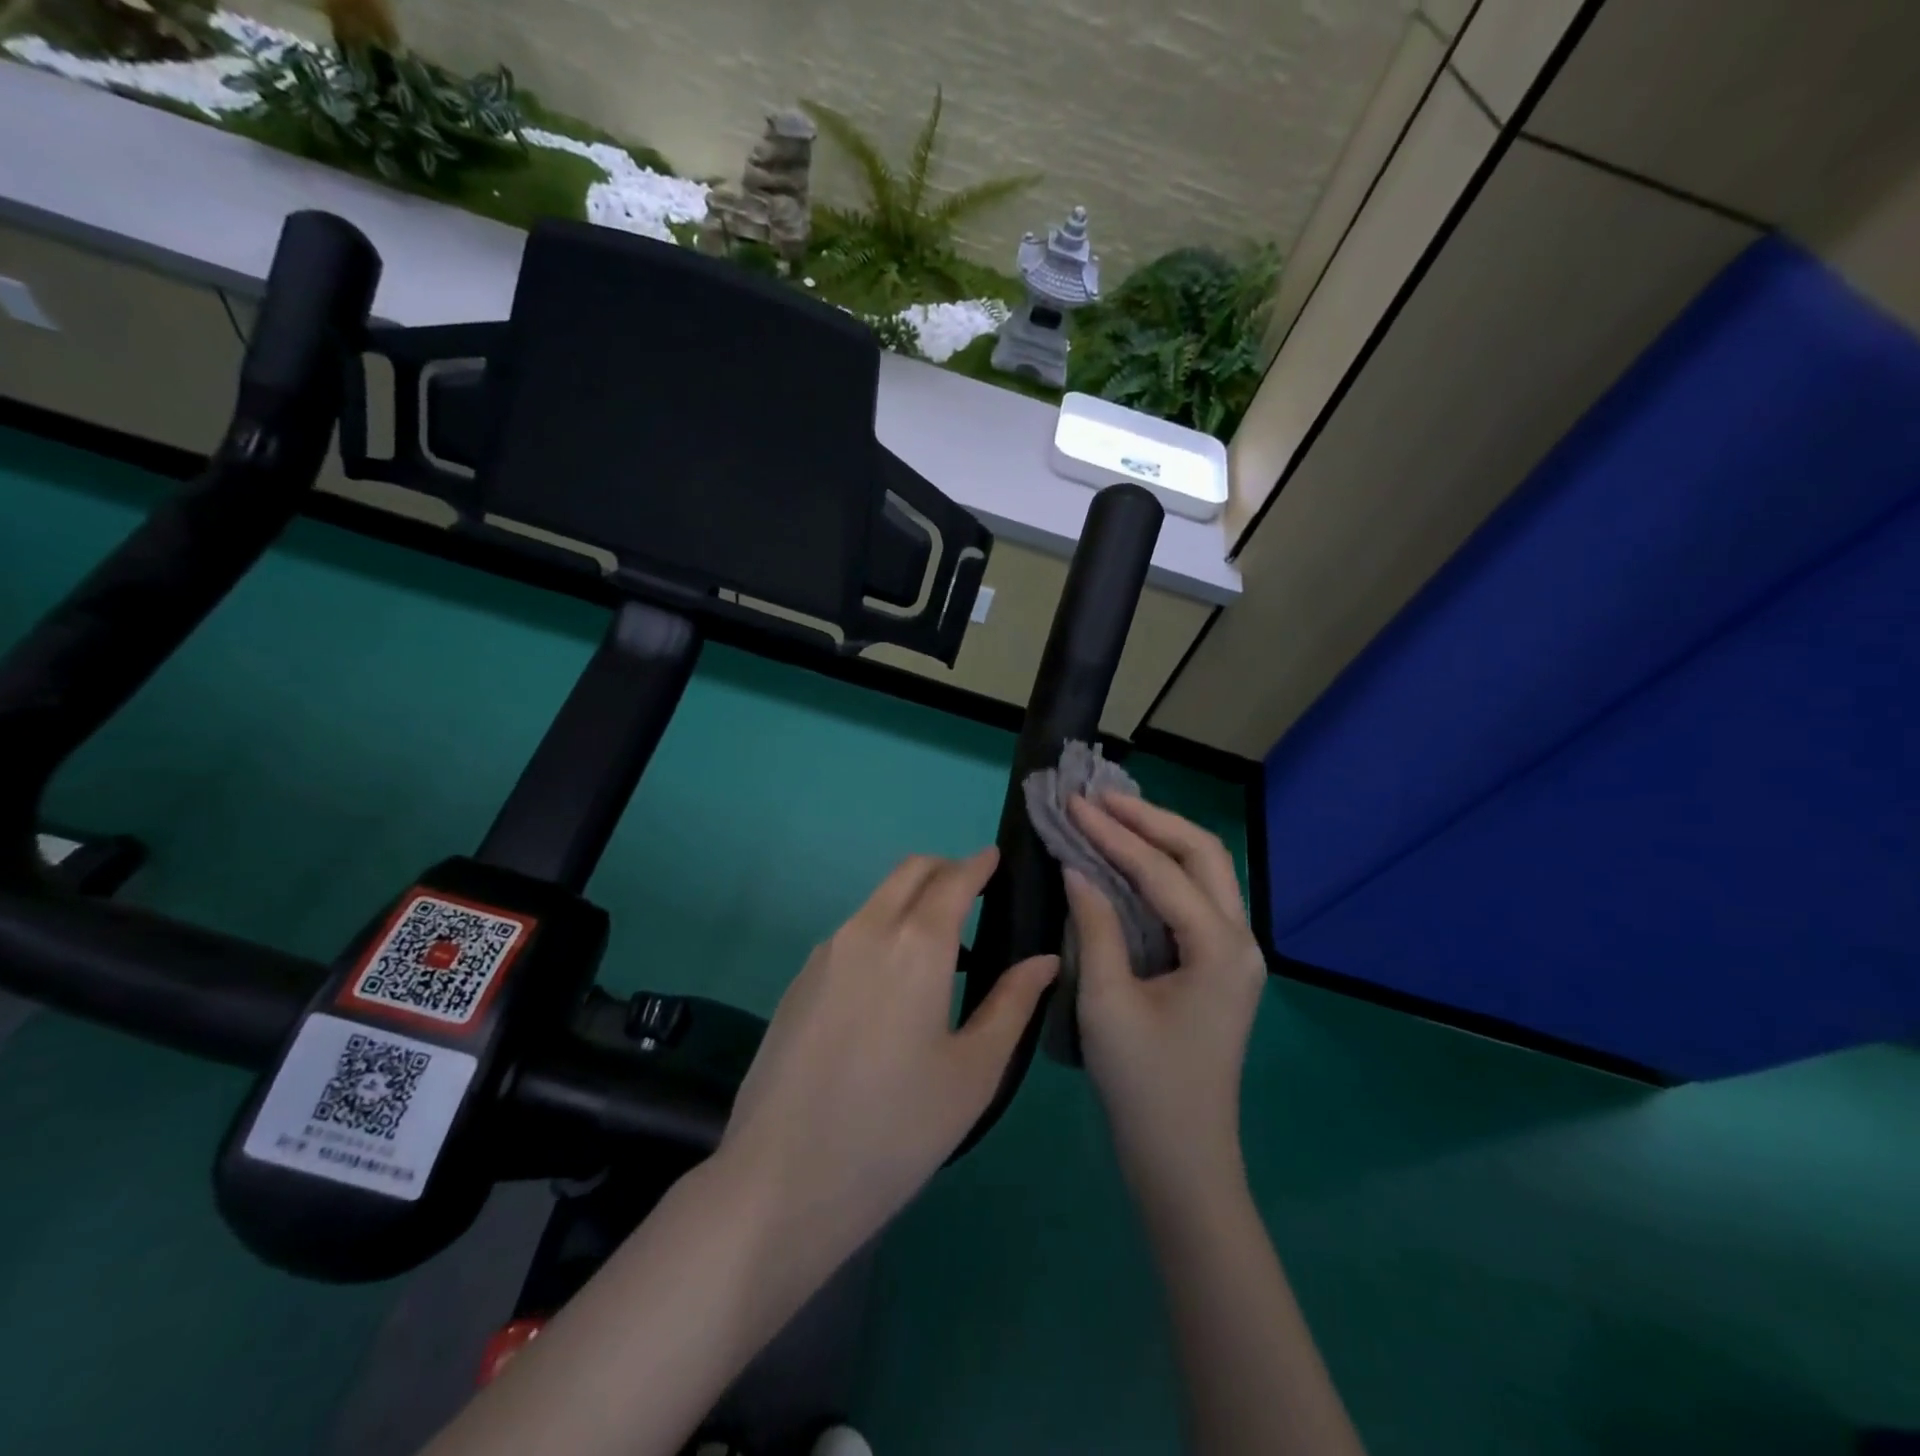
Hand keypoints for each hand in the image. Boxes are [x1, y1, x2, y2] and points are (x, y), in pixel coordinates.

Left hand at [717, 847, 1057, 1280]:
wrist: (781, 1180)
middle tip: (975, 895)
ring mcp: (825, 952)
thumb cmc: (895, 1128)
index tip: (997, 860)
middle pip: (909, 872)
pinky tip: (893, 984)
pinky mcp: (798, 980)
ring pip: (877, 899)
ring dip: (912, 901)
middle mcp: (866, 930)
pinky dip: (883, 929)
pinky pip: (851, 933)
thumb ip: (1012, 1004)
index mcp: (915, 944)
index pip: (953, 878)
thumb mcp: (972, 1071)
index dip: (979, 864)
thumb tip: (1045, 959)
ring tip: (942, 948)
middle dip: (945, 870)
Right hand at [1064, 794, 1266, 1199]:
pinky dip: (1164, 869)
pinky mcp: (1220, 966)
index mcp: (1218, 947)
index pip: (1160, 870)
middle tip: (1099, 800)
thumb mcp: (1107, 1002)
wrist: (1183, 1159)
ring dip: (1161, 838)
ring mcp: (1236, 953)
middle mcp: (1240, 939)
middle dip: (1150, 819)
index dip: (1113, 834)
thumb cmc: (1143, 1085)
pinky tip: (1130, 861)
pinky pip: (1196, 898)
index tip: (1073, 804)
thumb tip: (1077, 869)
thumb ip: (1095, 926)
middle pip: (1202, 853)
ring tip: (1113, 816)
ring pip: (1205, 871)